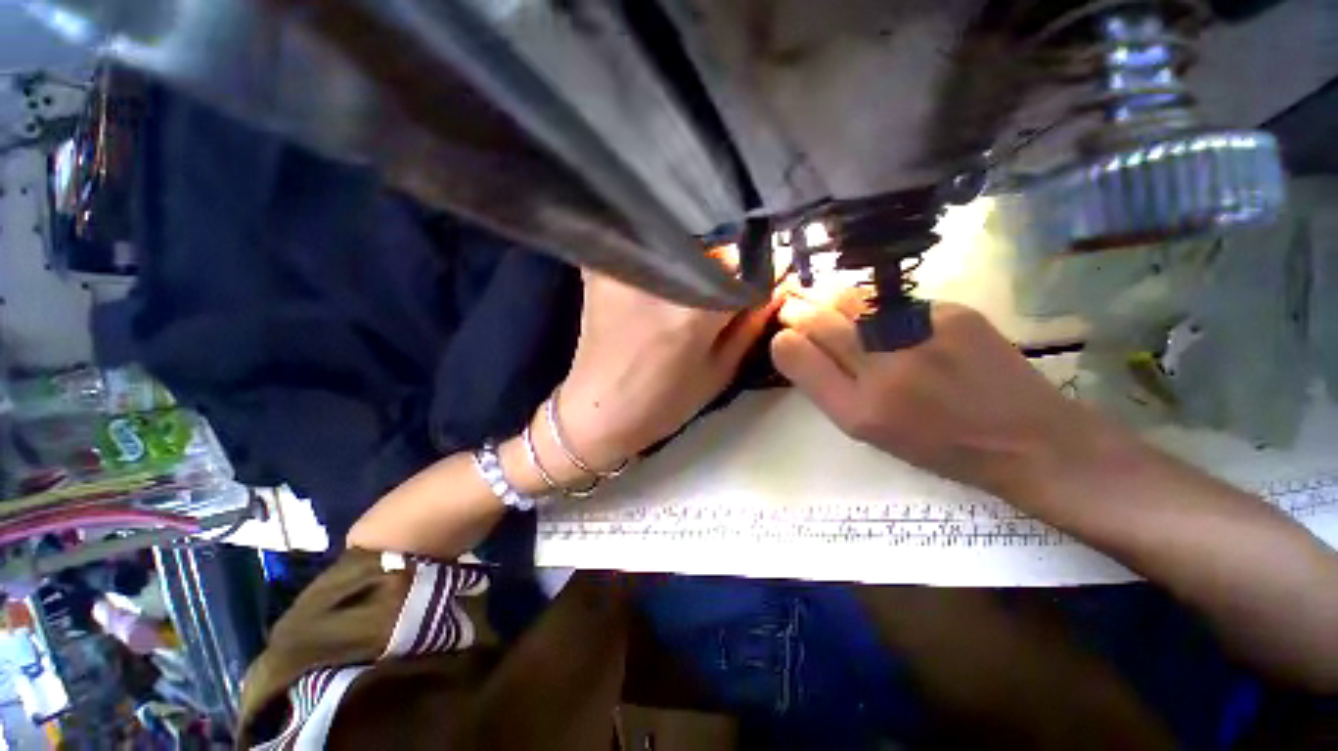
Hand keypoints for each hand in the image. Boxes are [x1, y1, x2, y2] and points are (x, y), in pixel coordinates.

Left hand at [555, 271, 777, 469]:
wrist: (597, 409)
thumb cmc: (662, 403)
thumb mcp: (718, 373)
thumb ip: (750, 327)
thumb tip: (776, 289)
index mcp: (693, 310)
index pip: (744, 268)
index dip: (759, 274)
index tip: (763, 283)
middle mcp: (660, 276)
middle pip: (713, 249)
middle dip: (728, 266)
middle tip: (726, 290)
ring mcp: (627, 266)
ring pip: (682, 244)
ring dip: (697, 261)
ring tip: (694, 290)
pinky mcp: (604, 267)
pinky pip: (649, 249)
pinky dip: (665, 258)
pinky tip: (665, 283)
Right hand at [771, 297, 1117, 507]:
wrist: (1027, 439)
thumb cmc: (938, 446)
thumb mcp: (869, 433)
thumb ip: (829, 388)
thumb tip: (801, 346)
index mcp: (857, 411)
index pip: (795, 355)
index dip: (784, 341)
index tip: (785, 336)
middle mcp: (882, 370)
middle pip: (818, 321)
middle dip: (798, 310)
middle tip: (793, 305)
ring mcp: (919, 335)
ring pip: (850, 301)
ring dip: (831, 301)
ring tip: (829, 304)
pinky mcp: (951, 312)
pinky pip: (892, 302)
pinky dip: (876, 307)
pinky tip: (884, 318)